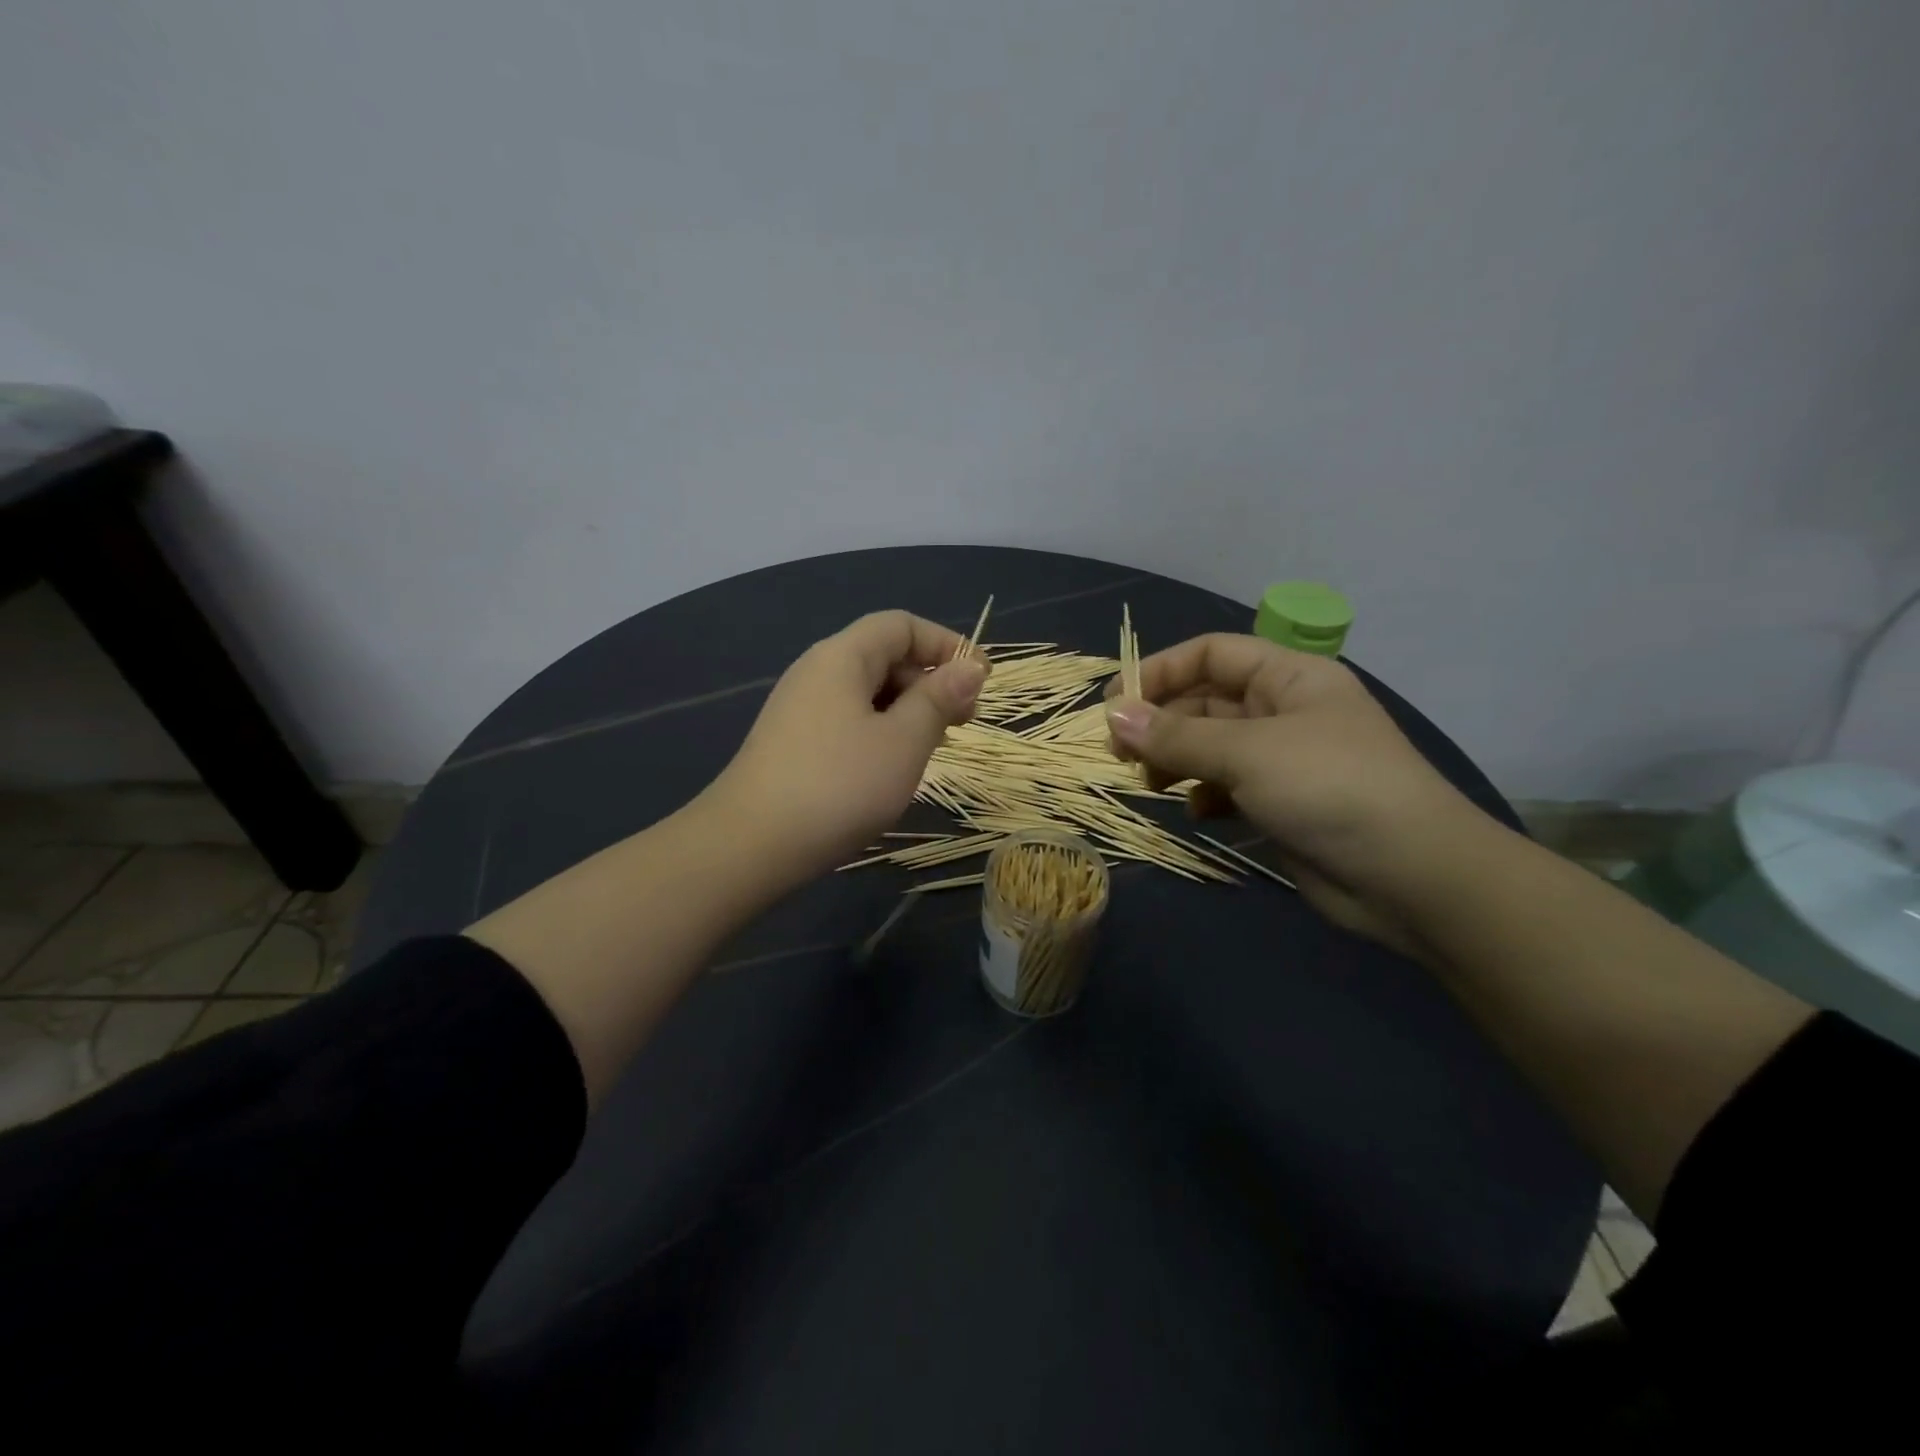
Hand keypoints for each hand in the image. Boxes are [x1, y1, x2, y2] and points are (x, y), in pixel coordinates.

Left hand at [706, 611, 988, 877]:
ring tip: (933, 747)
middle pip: (883, 655)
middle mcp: (817, 672)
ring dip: (908, 710)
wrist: (751, 845)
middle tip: (963, 722)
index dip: (946, 644)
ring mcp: (800, 708)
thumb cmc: (839, 786)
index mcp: (842, 657)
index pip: (901, 625)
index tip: (981, 680)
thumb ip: (939, 699)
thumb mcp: (903, 742)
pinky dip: (881, 731)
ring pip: (867, 692)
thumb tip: (969, 668)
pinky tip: (892, 766)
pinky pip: (848, 719)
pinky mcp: (793, 742)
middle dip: (930, 680)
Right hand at [1105, 634, 1477, 957]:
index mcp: (1288, 676)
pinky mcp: (1280, 803)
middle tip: (1120, 753)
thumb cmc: (1330, 788)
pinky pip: (1226, 785)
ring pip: (1210, 745)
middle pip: (1204, 700)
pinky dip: (1203, 794)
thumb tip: (1113, 717)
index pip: (1210, 654)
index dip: (1160, 671)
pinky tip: (1197, 812)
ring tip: (1152, 782)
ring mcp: (1283, 759)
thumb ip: (1176, 735)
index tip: (1115, 705)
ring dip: (1176, 759)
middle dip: (1161, 723)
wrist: (1411, 876)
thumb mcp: (1248, 752)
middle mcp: (1283, 710)